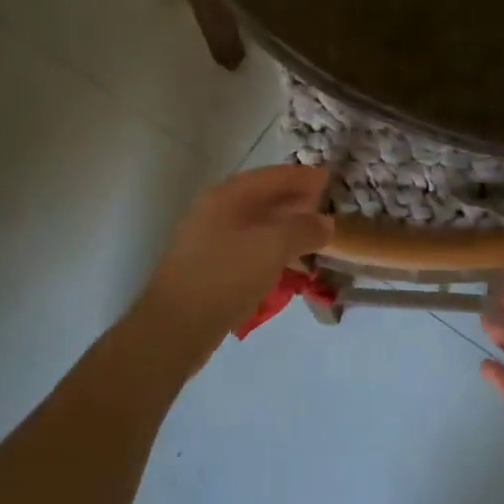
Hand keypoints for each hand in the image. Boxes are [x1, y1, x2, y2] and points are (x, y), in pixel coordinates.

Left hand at [133, 165, 332, 367]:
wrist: (175, 327)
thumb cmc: (226, 276)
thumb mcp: (273, 247)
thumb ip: (304, 229)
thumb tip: (325, 222)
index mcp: (228, 195)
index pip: (272, 176)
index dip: (301, 177)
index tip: (328, 179)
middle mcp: (215, 209)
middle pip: (262, 196)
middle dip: (293, 199)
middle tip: (323, 205)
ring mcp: (208, 238)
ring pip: (254, 223)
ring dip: (283, 225)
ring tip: (311, 235)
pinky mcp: (208, 266)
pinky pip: (247, 246)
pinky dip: (270, 247)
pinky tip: (285, 263)